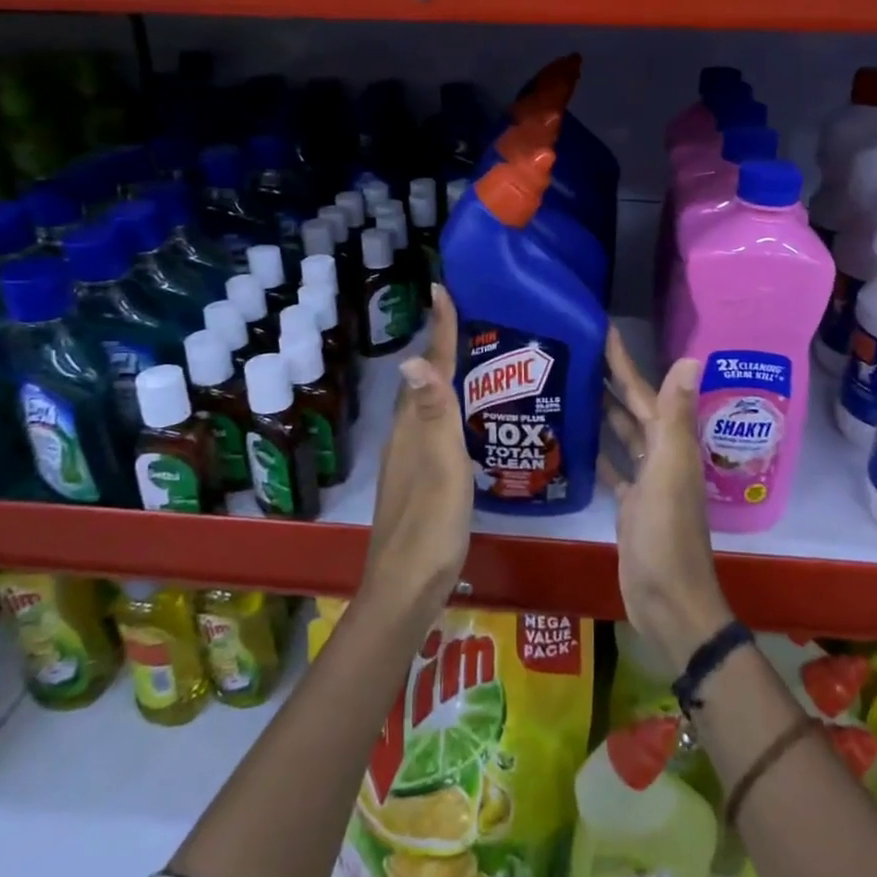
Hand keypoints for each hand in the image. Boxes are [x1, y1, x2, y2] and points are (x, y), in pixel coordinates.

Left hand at [363, 285, 473, 625]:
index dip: (439, 330)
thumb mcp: (440, 467)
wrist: (406, 587)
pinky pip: (432, 428)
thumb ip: (434, 414)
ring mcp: (410, 460)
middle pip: (423, 381)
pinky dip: (447, 409)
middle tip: (465, 319)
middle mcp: (406, 437)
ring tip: (471, 360)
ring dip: (443, 377)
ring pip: (426, 405)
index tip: (442, 289)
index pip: (428, 368)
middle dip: (440, 346)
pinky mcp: (419, 480)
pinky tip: (465, 420)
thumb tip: (414, 358)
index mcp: (413, 428)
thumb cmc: (431, 524)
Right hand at [603, 327, 732, 674]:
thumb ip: (675, 416)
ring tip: (570, 386)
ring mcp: (645, 481)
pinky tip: (577, 439)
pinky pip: (612, 467)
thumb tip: (691, 359)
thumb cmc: (666, 535)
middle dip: (609, 380)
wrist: (669, 602)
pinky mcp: (629, 505)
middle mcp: (660, 455)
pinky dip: (598, 451)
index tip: (601, 330)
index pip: (644, 391)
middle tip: (574, 352)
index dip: (623, 361)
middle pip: (632, 408)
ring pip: (622, 435)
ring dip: (603, 411)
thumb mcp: (669, 472)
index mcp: (669, 443)